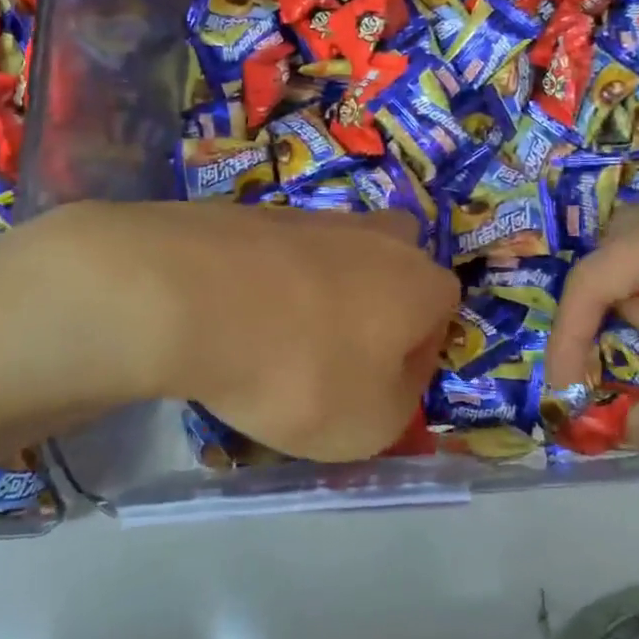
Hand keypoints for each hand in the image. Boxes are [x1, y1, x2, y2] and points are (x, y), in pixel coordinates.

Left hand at [77, 201, 460, 460]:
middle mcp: (378, 238)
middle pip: (396, 263)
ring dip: (321, 291)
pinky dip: (270, 282)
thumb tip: (394, 374)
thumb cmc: (304, 371)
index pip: (442, 314)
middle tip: (343, 348)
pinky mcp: (257, 214)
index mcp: (420, 283)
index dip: (418, 356)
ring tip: (278, 339)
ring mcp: (315, 218)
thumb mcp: (372, 425)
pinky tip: (239, 315)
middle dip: (381, 302)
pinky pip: (280, 255)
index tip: (381, 388)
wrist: (196, 298)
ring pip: (336, 255)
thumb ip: (401, 401)